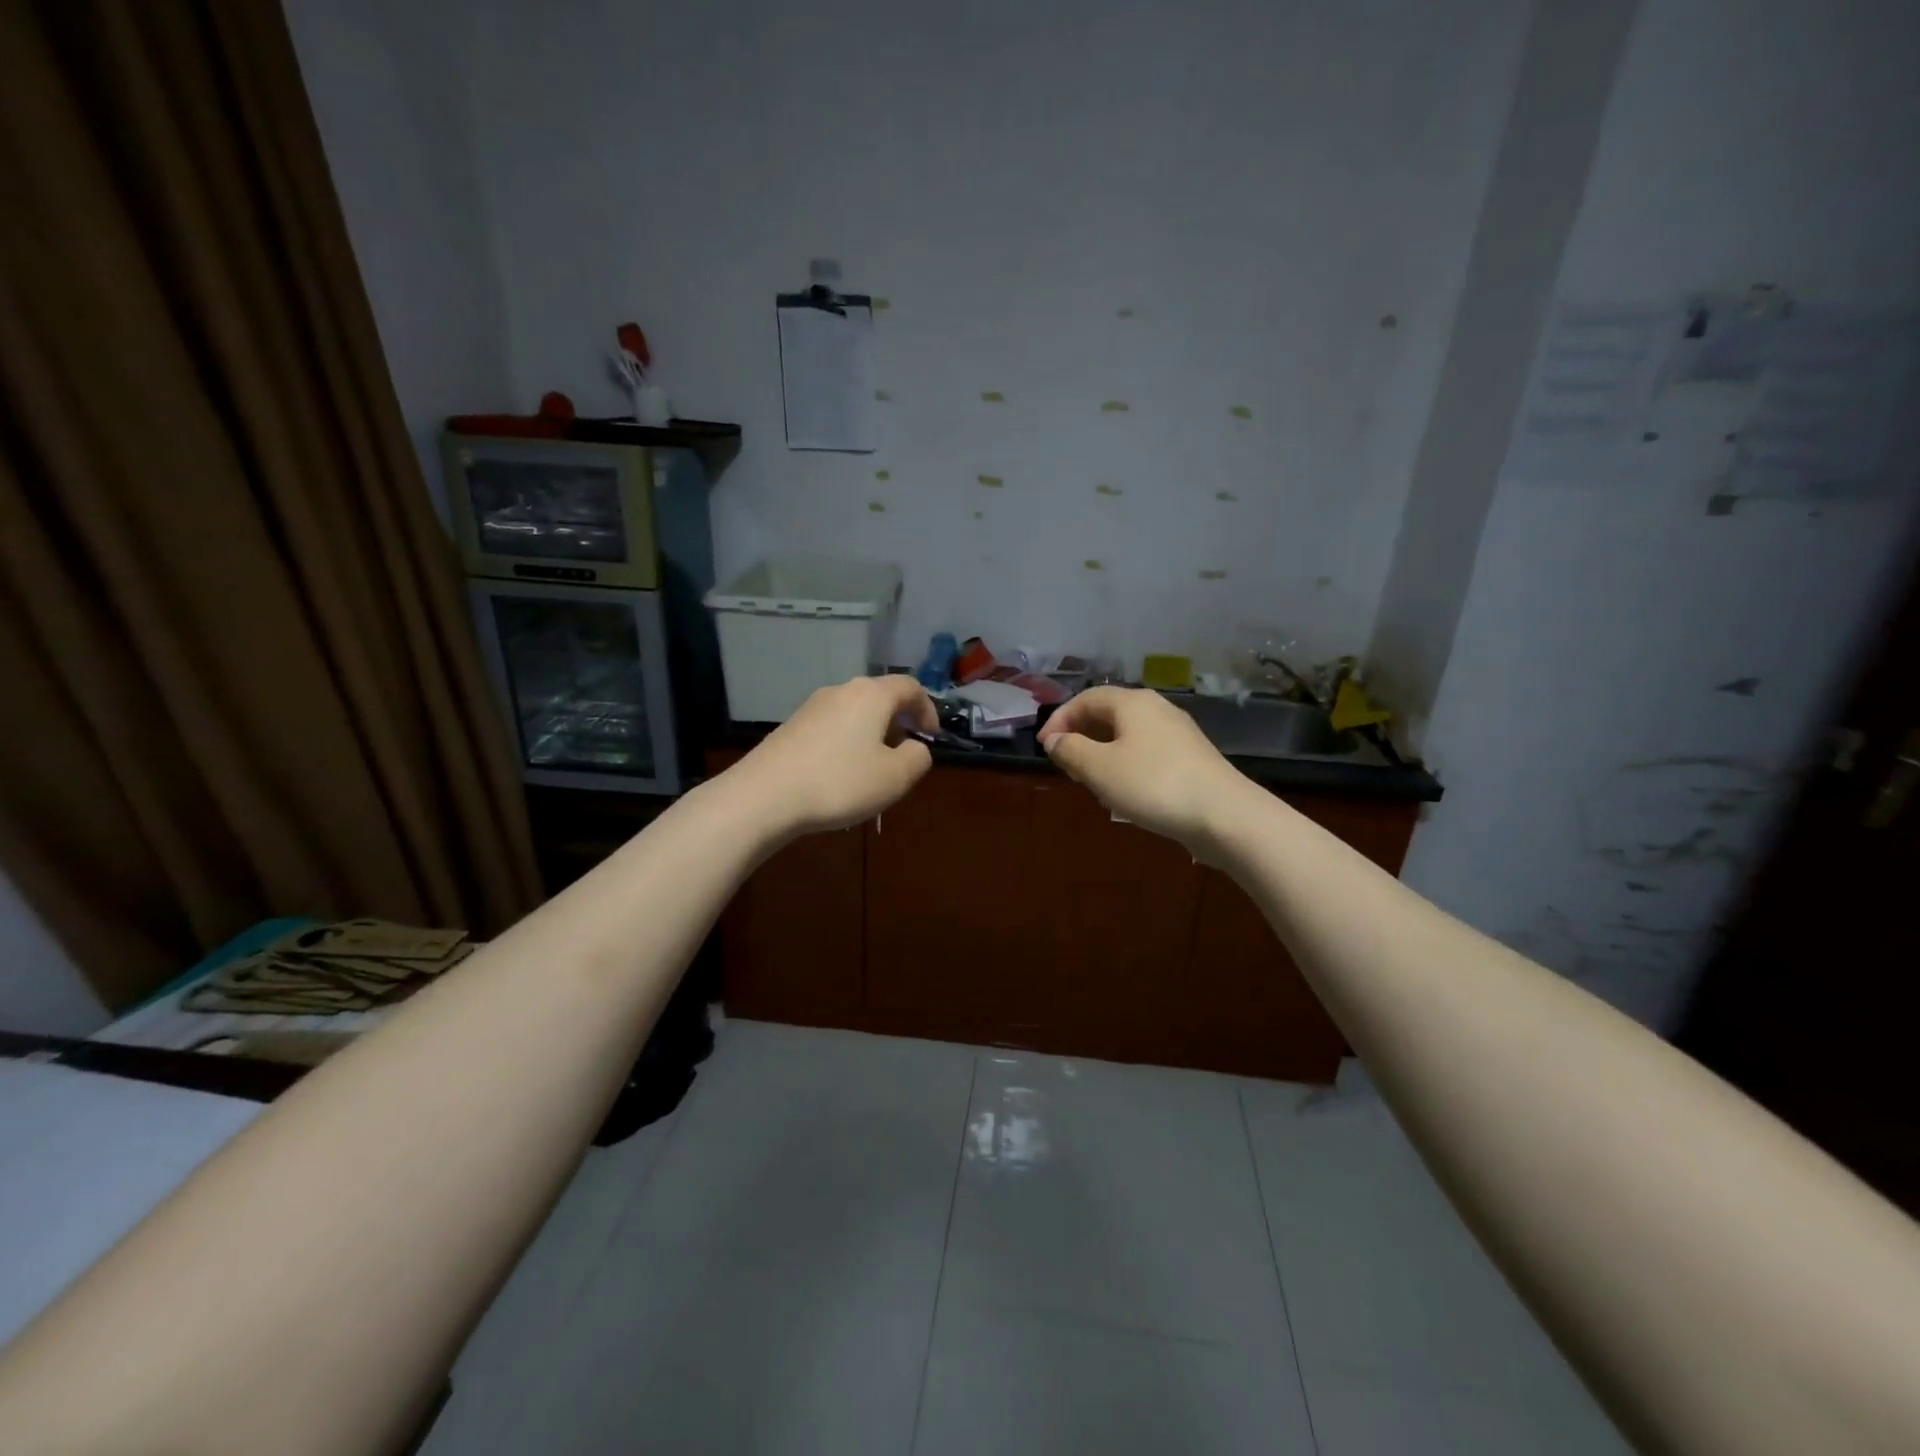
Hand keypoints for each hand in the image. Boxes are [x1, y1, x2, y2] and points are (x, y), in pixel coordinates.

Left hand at [736, 675, 937, 836]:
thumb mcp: (895, 777)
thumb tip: (915, 748)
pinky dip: (846, 743)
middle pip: (879, 697)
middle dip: (898, 722)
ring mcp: (811, 707)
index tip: (931, 736)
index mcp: (871, 695)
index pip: (910, 686)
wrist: (764, 796)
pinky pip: (831, 727)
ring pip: (854, 713)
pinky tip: (840, 774)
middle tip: (904, 754)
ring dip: (871, 734)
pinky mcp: (791, 727)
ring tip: (873, 769)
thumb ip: (918, 758)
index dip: (927, 709)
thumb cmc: (839, 782)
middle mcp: (841, 691)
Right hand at [1038, 687, 1247, 850]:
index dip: (1060, 719)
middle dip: (1081, 735)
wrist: (1225, 815)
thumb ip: (1071, 750)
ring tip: (1089, 780)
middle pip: (1108, 713)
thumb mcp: (1100, 769)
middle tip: (1065, 764)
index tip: (1044, 748)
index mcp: (1132, 703)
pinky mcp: (1191, 757)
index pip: (1086, 698)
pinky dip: (1125, 763)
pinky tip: (1124, 789)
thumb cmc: (1153, 785)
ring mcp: (1177, 733)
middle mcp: (1156, 709)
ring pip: (1128, 734)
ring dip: (1102, 751)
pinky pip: (1146, 751)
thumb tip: (1055, 740)